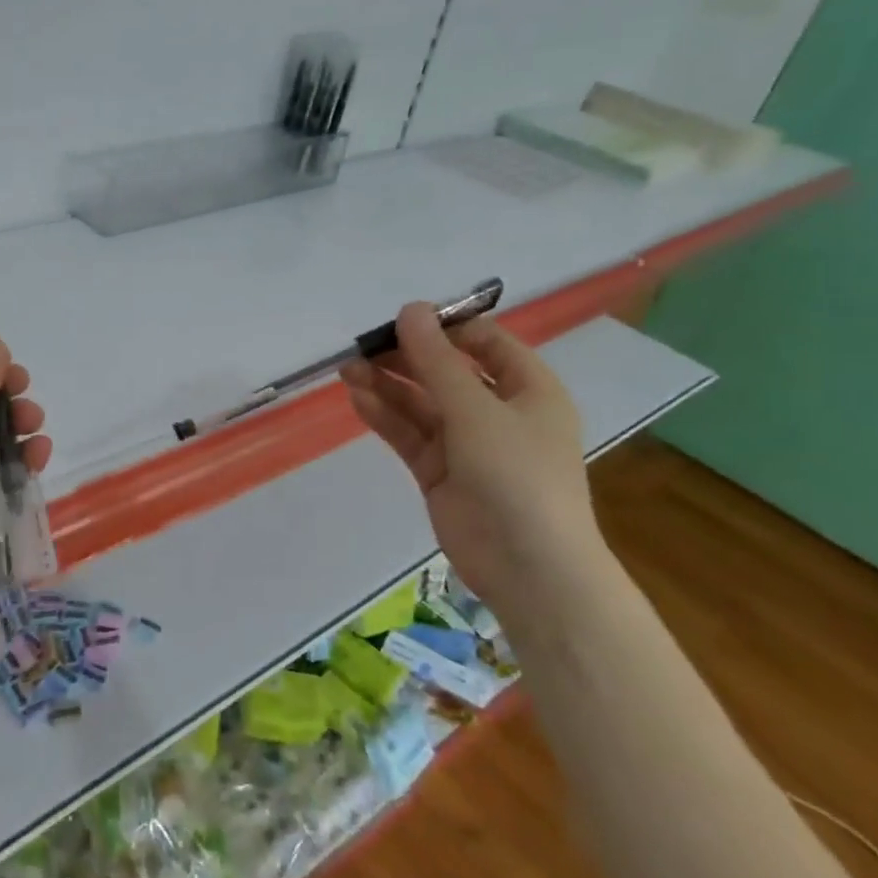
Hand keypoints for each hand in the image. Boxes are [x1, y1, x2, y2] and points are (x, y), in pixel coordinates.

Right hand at [340, 304, 596, 607]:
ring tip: (348, 369)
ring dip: (388, 386)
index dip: (444, 327)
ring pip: (421, 404)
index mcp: (528, 388)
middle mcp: (498, 411)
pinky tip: (358, 398)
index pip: (485, 342)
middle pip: (446, 372)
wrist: (529, 568)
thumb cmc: (517, 475)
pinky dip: (386, 416)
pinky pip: (410, 434)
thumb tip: (410, 309)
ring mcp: (467, 444)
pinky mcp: (440, 472)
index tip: (401, 320)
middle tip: (362, 346)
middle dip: (405, 358)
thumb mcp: (476, 410)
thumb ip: (436, 361)